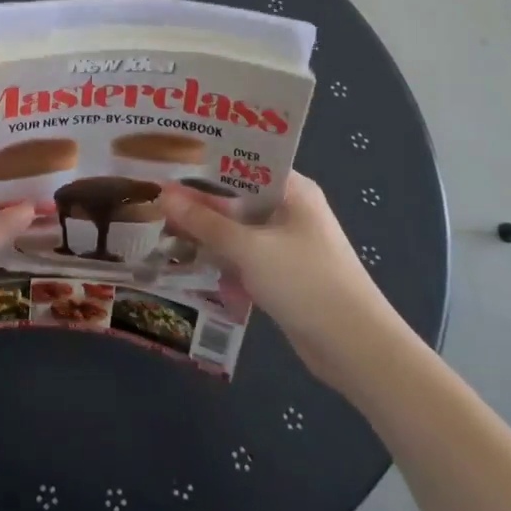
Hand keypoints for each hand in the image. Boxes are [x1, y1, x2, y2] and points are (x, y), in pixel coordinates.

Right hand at [161, 172, 419, 396]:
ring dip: (207, 231)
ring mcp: (286, 242)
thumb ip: (205, 222)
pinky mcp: (281, 272)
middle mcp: (289, 209)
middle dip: (199, 200)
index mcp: (292, 190)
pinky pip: (243, 255)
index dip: (205, 161)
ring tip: (161, 225)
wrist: (356, 350)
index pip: (242, 162)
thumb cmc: (307, 284)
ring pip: (236, 227)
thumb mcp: (249, 249)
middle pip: (236, 196)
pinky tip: (189, 258)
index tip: (166, 160)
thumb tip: (163, 193)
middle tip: (154, 194)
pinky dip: (221, 257)